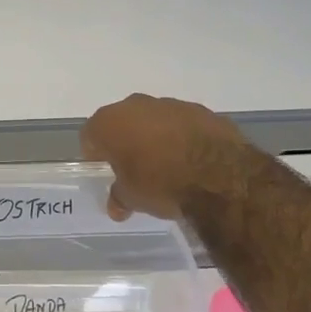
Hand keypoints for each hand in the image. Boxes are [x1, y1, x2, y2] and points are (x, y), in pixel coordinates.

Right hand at [81, 94, 254, 220]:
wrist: (220, 176)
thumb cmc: (161, 184)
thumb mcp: (132, 198)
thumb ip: (119, 197)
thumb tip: (116, 206)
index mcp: (110, 122)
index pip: (91, 134)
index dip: (95, 152)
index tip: (104, 168)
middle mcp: (136, 105)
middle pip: (122, 121)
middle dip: (125, 140)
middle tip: (133, 165)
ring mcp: (171, 104)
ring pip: (154, 119)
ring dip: (155, 136)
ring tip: (166, 163)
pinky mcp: (201, 110)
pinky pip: (182, 123)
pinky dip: (182, 136)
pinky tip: (191, 159)